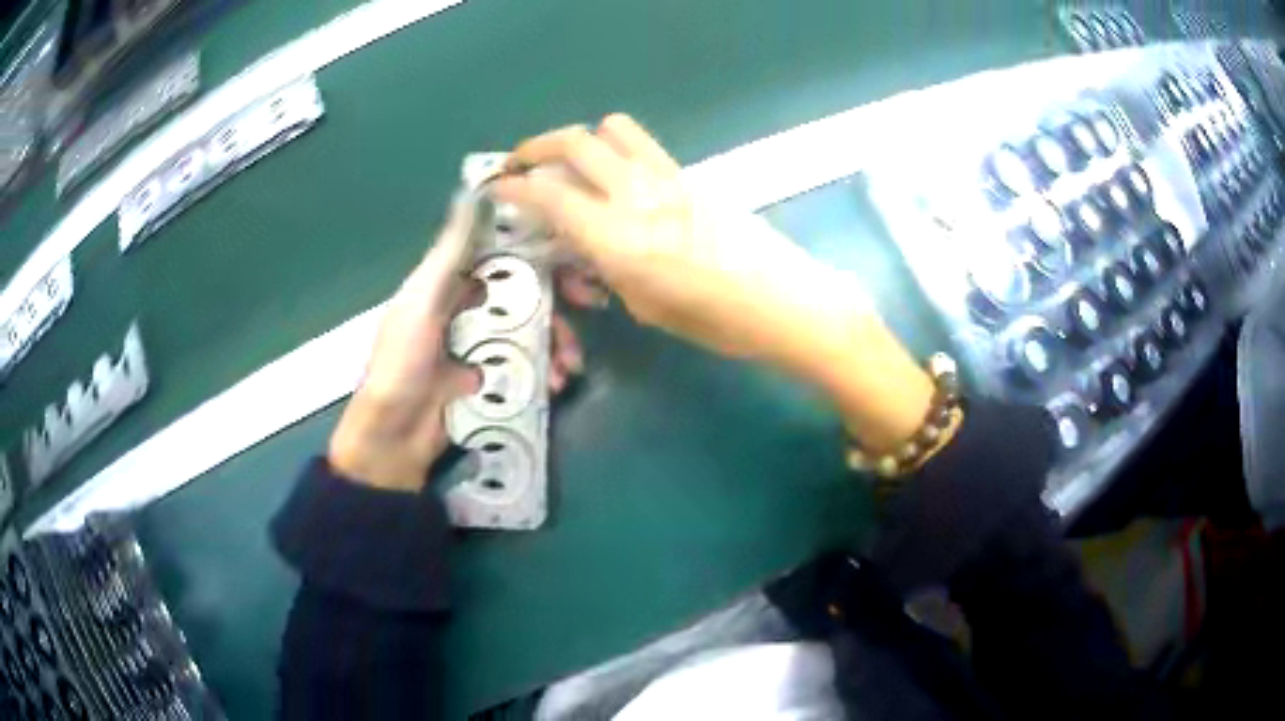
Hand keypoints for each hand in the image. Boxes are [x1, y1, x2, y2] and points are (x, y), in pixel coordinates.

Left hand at [329, 198, 586, 490]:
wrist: (394, 440)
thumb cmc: (401, 365)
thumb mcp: (420, 304)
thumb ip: (449, 254)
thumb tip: (474, 193)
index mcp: (450, 282)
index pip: (503, 251)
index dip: (540, 247)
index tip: (572, 253)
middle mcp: (470, 306)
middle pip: (526, 290)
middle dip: (560, 298)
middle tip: (591, 306)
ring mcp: (482, 344)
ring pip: (533, 328)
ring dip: (558, 341)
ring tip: (569, 367)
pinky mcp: (491, 378)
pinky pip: (529, 365)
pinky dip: (547, 371)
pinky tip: (556, 385)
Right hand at [494, 115, 934, 451]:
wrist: (785, 301)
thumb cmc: (715, 321)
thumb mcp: (646, 304)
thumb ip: (606, 263)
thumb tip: (582, 241)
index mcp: (618, 237)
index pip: (549, 195)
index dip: (514, 187)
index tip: (496, 188)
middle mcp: (637, 194)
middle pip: (575, 142)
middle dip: (536, 146)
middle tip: (520, 163)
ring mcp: (668, 177)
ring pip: (613, 128)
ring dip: (581, 138)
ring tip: (570, 163)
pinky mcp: (691, 174)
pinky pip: (643, 145)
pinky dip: (616, 149)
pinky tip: (617, 177)